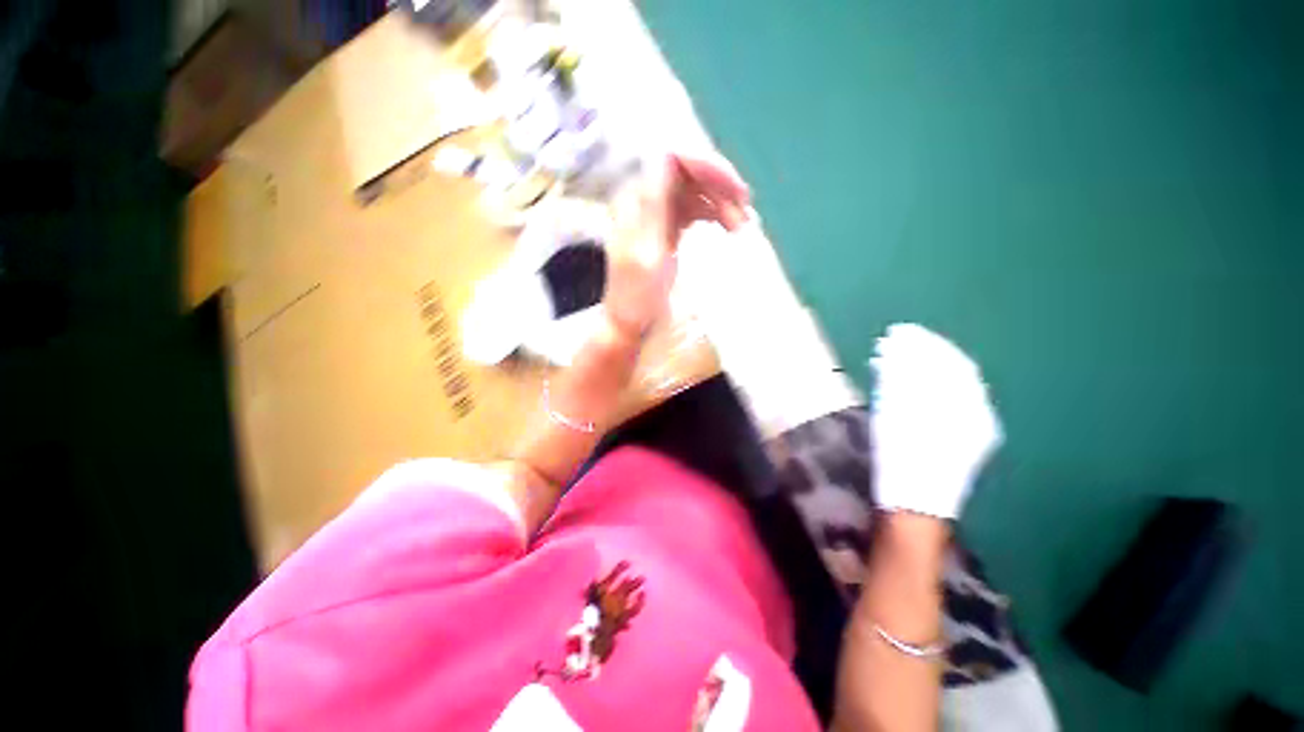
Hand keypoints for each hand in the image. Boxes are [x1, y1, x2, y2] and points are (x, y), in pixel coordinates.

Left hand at [603, 154, 750, 338]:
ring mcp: (656, 213)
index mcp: (633, 201)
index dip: (706, 166)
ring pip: (695, 192)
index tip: (735, 190)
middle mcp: (644, 199)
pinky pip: (695, 210)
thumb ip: (653, 206)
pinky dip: (715, 215)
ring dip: (722, 203)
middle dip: (720, 186)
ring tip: (742, 227)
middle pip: (688, 173)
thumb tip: (666, 154)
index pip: (672, 160)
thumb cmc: (636, 296)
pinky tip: (730, 228)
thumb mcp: (645, 255)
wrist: (630, 322)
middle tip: (746, 211)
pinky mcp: (667, 228)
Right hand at [869, 324, 1002, 519]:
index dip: (926, 344)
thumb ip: (900, 385)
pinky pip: (949, 400)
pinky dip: (928, 385)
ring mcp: (972, 426)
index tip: (901, 331)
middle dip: (925, 351)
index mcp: (967, 409)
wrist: (916, 506)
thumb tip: (897, 354)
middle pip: (954, 370)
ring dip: (924, 366)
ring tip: (896, 354)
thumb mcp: (899, 421)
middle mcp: (977, 414)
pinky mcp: (962, 437)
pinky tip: (909, 380)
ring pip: (950, 384)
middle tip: (897, 337)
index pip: (951, 363)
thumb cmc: (905, 464)